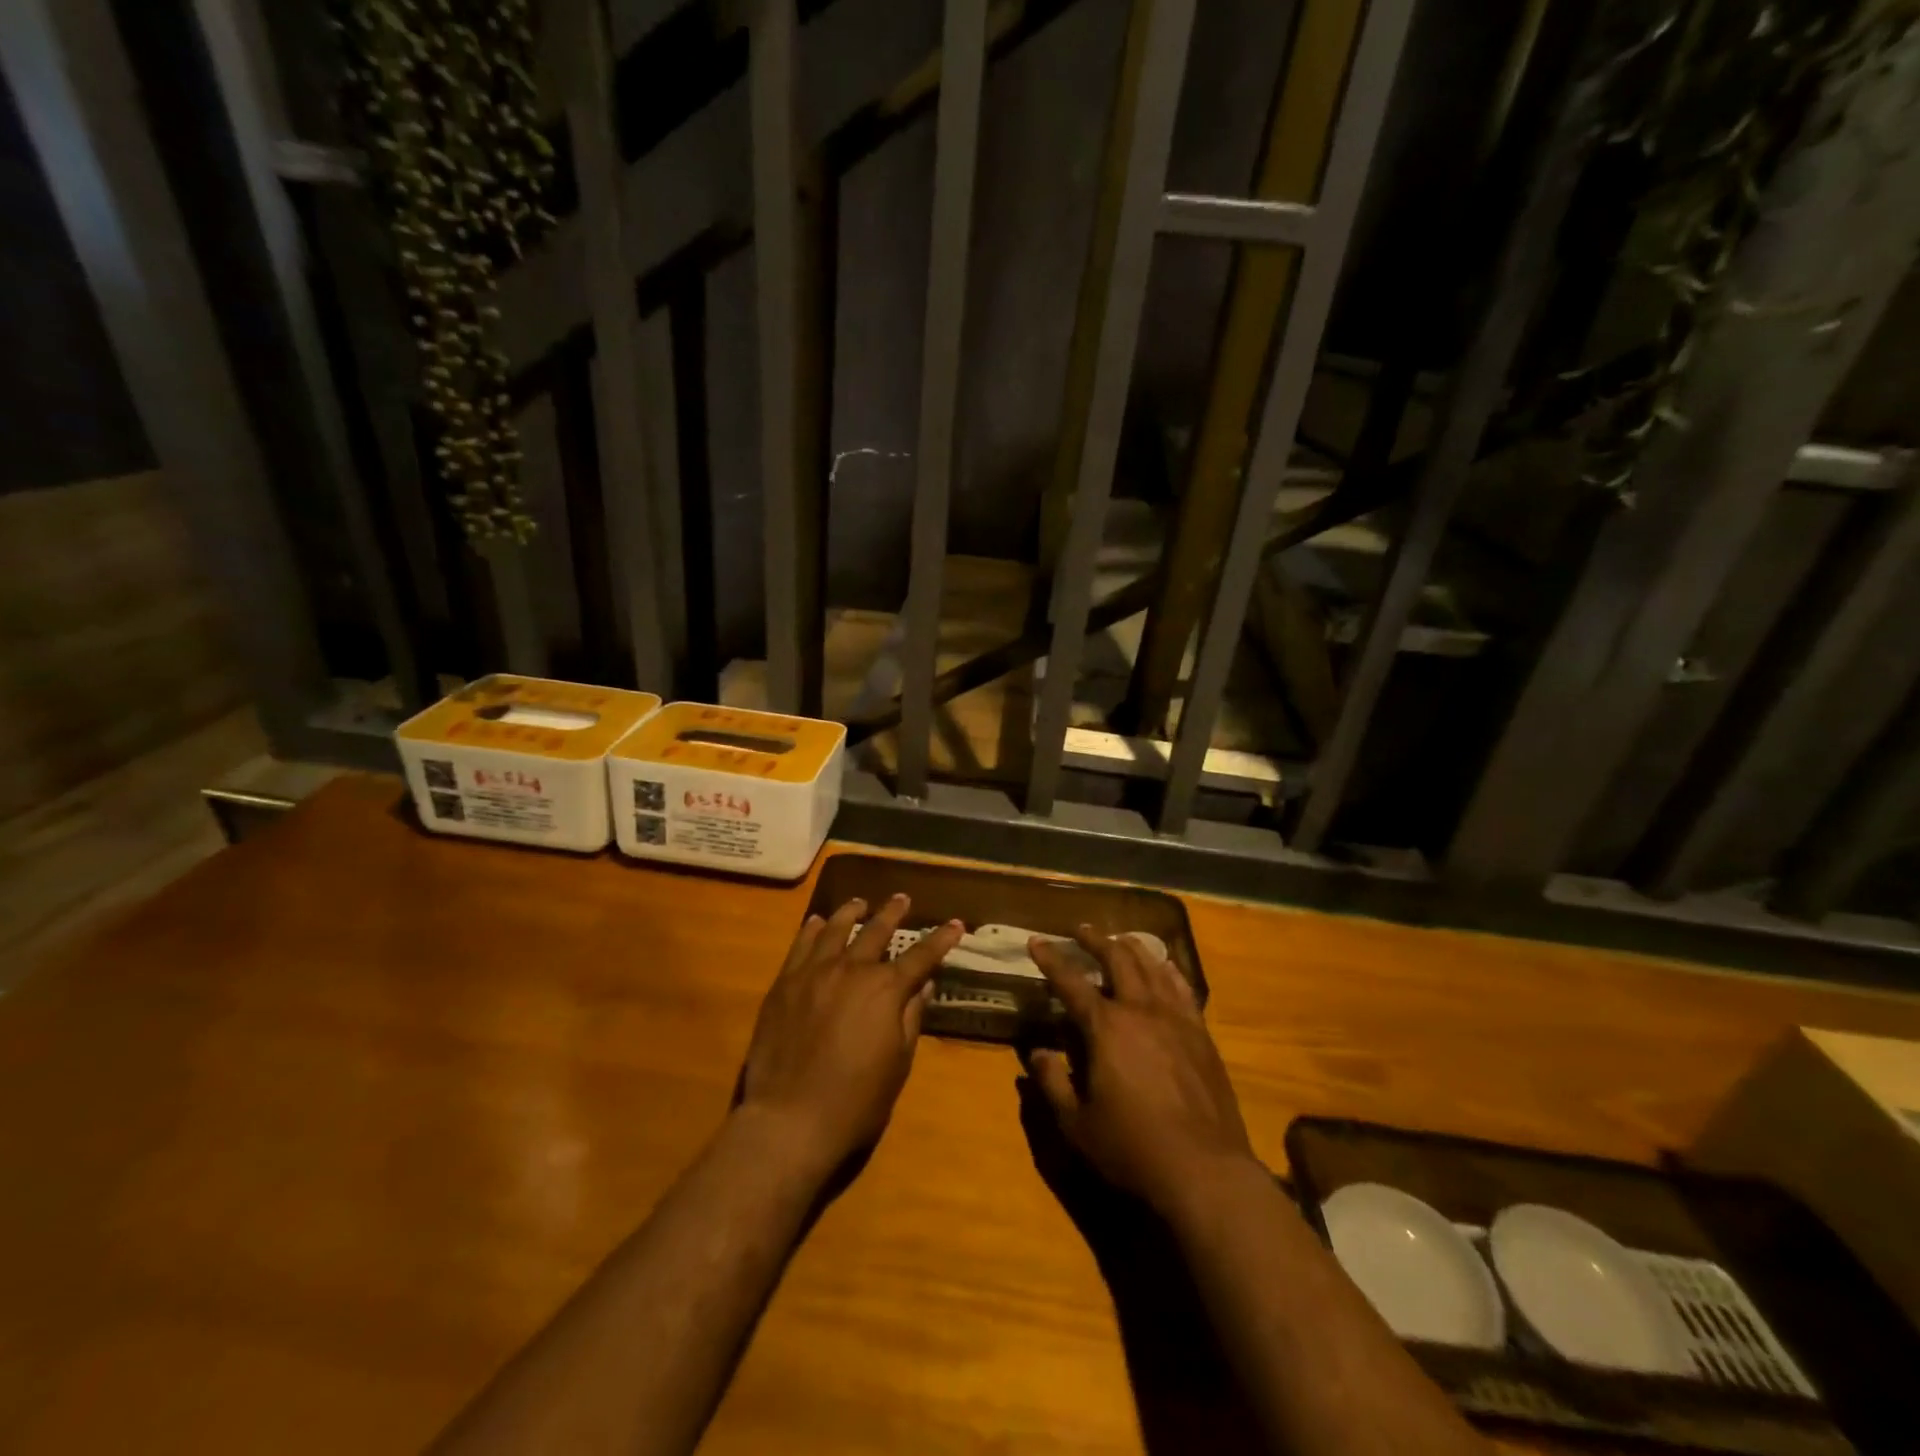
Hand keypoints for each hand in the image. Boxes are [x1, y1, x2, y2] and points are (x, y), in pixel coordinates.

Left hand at [737, 895, 963, 1176]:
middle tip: (902, 898)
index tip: (956, 923)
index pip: (921, 956)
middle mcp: (852, 970)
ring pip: (836, 930)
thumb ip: (911, 1017)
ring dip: (852, 912)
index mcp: (886, 990)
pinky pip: (800, 945)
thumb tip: (922, 984)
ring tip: (860, 902)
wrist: (789, 1120)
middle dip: (893, 913)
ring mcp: (814, 973)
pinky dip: (812, 930)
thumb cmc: (855, 1101)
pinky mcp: (784, 984)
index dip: (941, 939)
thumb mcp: (898, 1063)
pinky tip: (817, 922)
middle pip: (876, 932)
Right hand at [1027, 927, 1254, 1214]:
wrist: (1205, 1170)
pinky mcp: (1201, 1034)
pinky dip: (1168, 970)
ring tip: (1120, 939)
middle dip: (1095, 940)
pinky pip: (1183, 988)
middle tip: (1080, 929)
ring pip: (1152, 966)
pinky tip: (1165, 967)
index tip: (1036, 940)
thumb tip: (1038, 1052)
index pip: (1070, 982)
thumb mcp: (1077, 1124)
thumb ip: (1052, 1083)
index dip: (1051, 959)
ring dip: (1132, 947)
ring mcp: (1176, 1018)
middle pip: (1117, 959)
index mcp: (1106, 1027)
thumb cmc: (1132, 1148)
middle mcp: (1140, 1010)